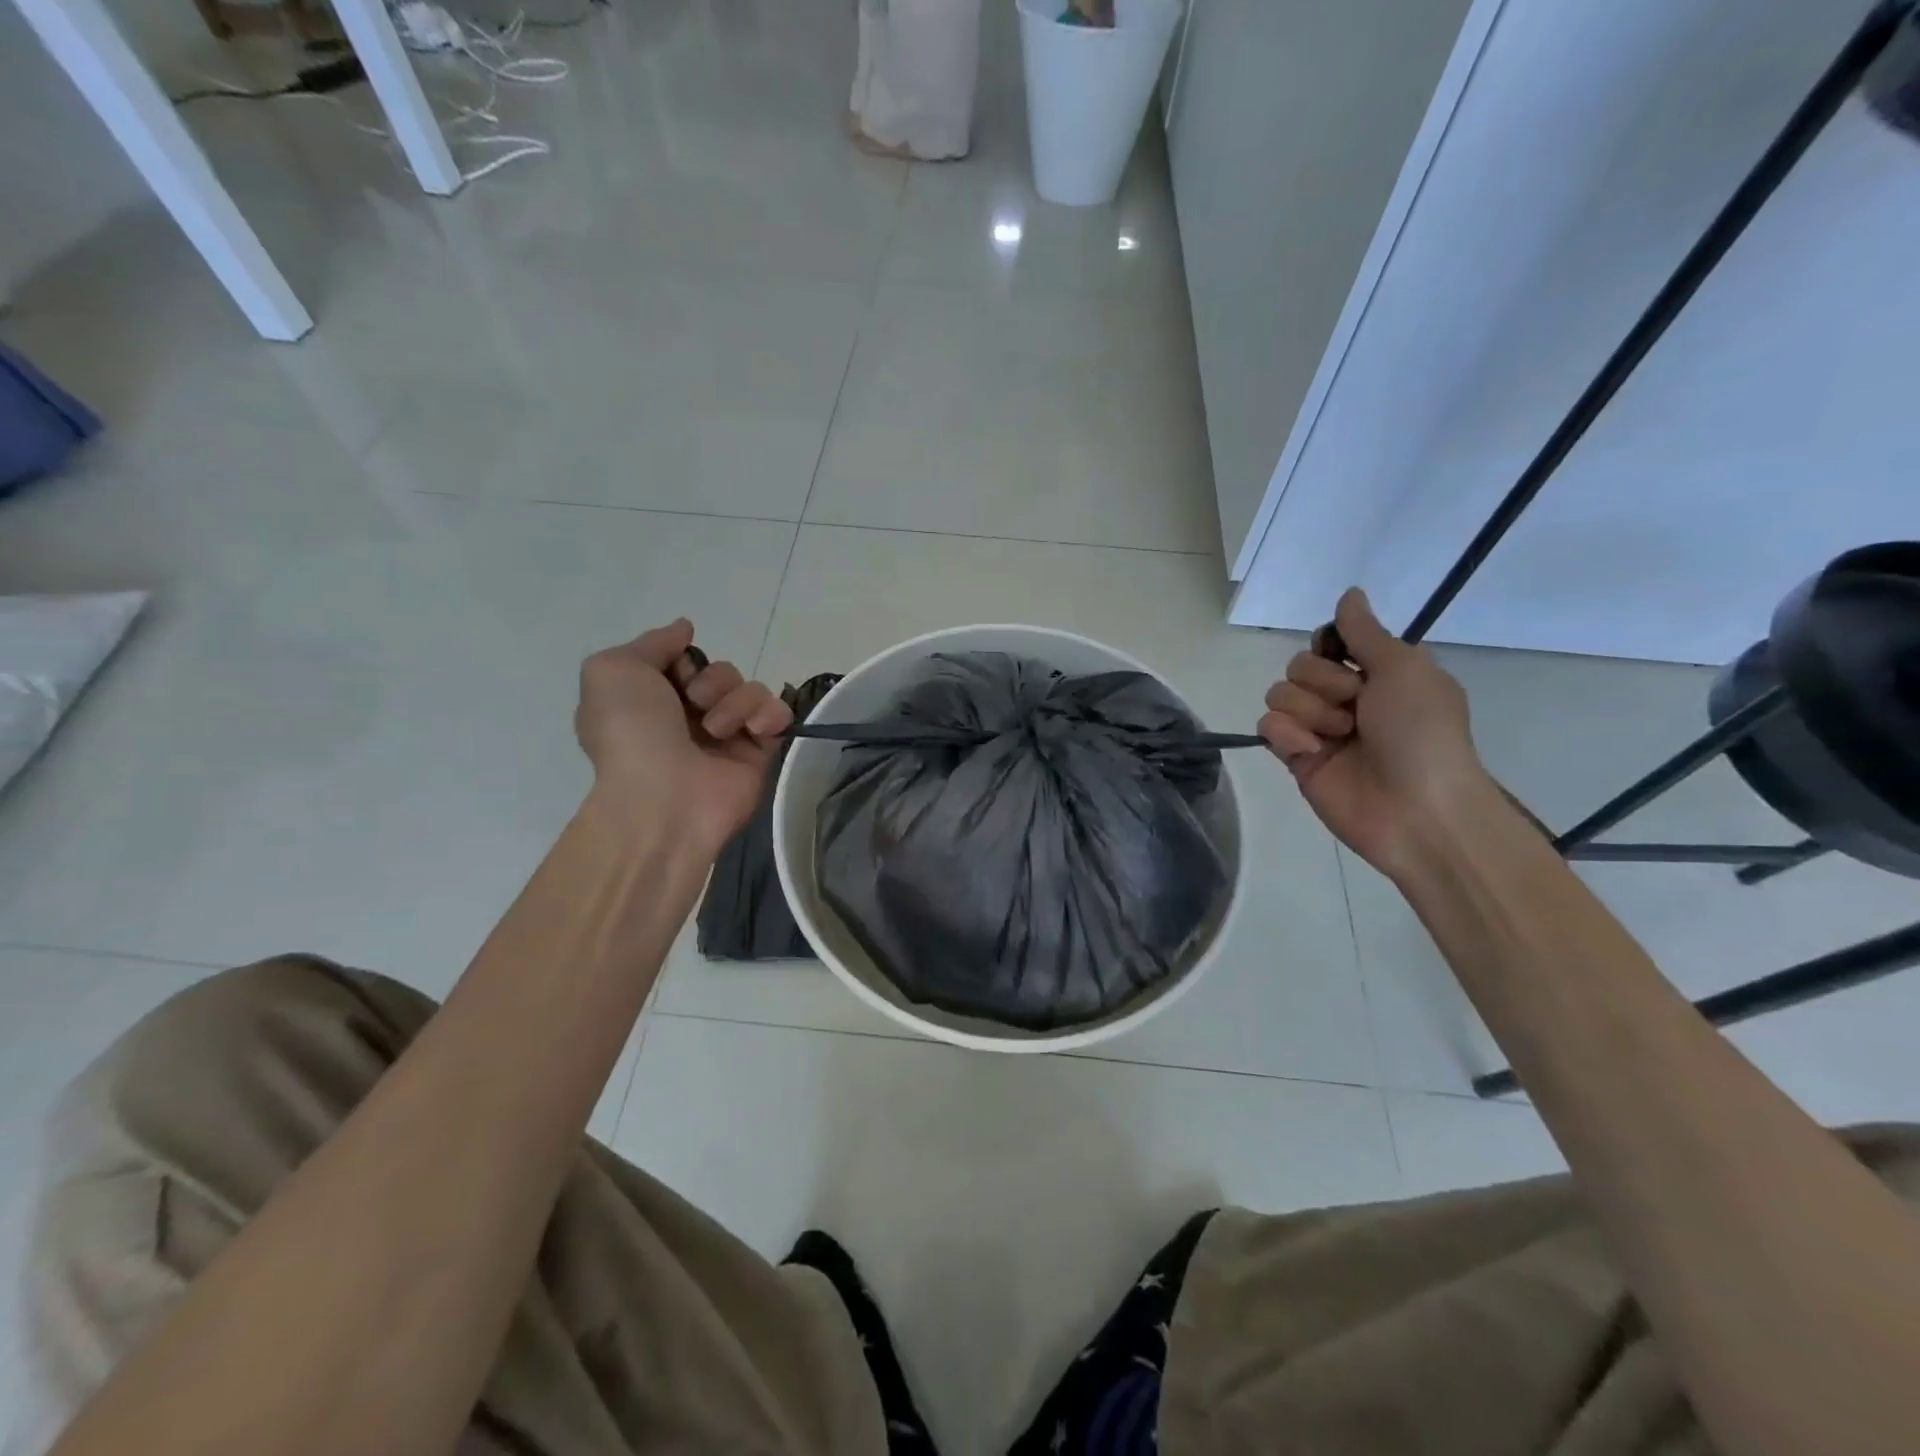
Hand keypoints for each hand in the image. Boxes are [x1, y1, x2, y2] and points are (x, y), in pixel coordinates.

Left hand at [575, 618, 793, 854]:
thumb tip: (685, 628)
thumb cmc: (631, 733)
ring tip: (718, 730)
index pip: (686, 660)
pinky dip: (769, 715)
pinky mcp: (761, 753)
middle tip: (695, 705)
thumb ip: (652, 642)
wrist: (663, 799)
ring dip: (735, 701)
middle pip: (722, 672)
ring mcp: (729, 736)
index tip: (674, 676)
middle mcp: (691, 717)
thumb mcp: (612, 670)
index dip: (684, 661)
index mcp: (653, 700)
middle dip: (712, 681)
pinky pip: (778, 714)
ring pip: (751, 689)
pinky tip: (754, 731)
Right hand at [1258, 588, 1494, 876]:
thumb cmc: (1421, 732)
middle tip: (1355, 706)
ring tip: (1338, 735)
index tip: (1346, 657)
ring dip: (1309, 710)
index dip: (1331, 646)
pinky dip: (1288, 735)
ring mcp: (1318, 728)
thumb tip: (1350, 593)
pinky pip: (1268, 726)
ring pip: (1279, 693)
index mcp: (1377, 673)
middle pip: (1299, 665)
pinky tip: (1313, 752)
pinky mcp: (1296, 757)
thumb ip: (1366, 632)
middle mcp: (1345, 697)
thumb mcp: (1404, 668)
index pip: (1328, 641)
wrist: (1416, 807)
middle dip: (1324, 682)